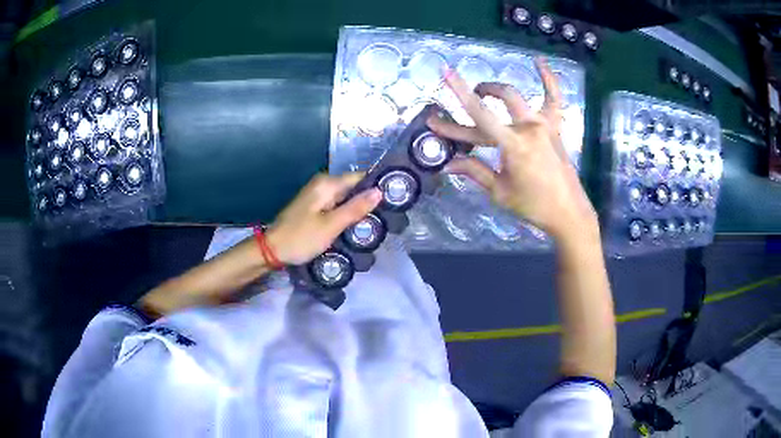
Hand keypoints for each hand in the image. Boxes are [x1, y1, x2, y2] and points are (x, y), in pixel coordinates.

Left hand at [266, 173, 381, 264]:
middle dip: (368, 200)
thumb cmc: (301, 238)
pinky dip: (346, 213)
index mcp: (327, 184)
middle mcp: (323, 184)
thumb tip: (379, 191)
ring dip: (358, 208)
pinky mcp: (314, 205)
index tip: (393, 199)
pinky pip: (337, 205)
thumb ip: (356, 208)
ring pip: (346, 197)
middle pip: (353, 187)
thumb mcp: (331, 226)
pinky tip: (355, 225)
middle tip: (386, 217)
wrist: (272, 249)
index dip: (376, 186)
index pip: (360, 177)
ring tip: (375, 222)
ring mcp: (317, 194)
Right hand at [427, 58, 597, 240]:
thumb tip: (447, 164)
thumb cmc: (533, 205)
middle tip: (466, 101)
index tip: (445, 73)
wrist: (569, 212)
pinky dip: (549, 78)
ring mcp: (545, 125)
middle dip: (475, 94)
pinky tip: (538, 62)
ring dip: (497, 89)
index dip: (459, 93)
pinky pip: (554, 98)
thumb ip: (474, 171)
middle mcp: (529, 128)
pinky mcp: (555, 127)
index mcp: (513, 145)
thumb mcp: (499, 191)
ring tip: (485, 90)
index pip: (480, 113)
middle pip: (498, 100)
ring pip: (518, 96)